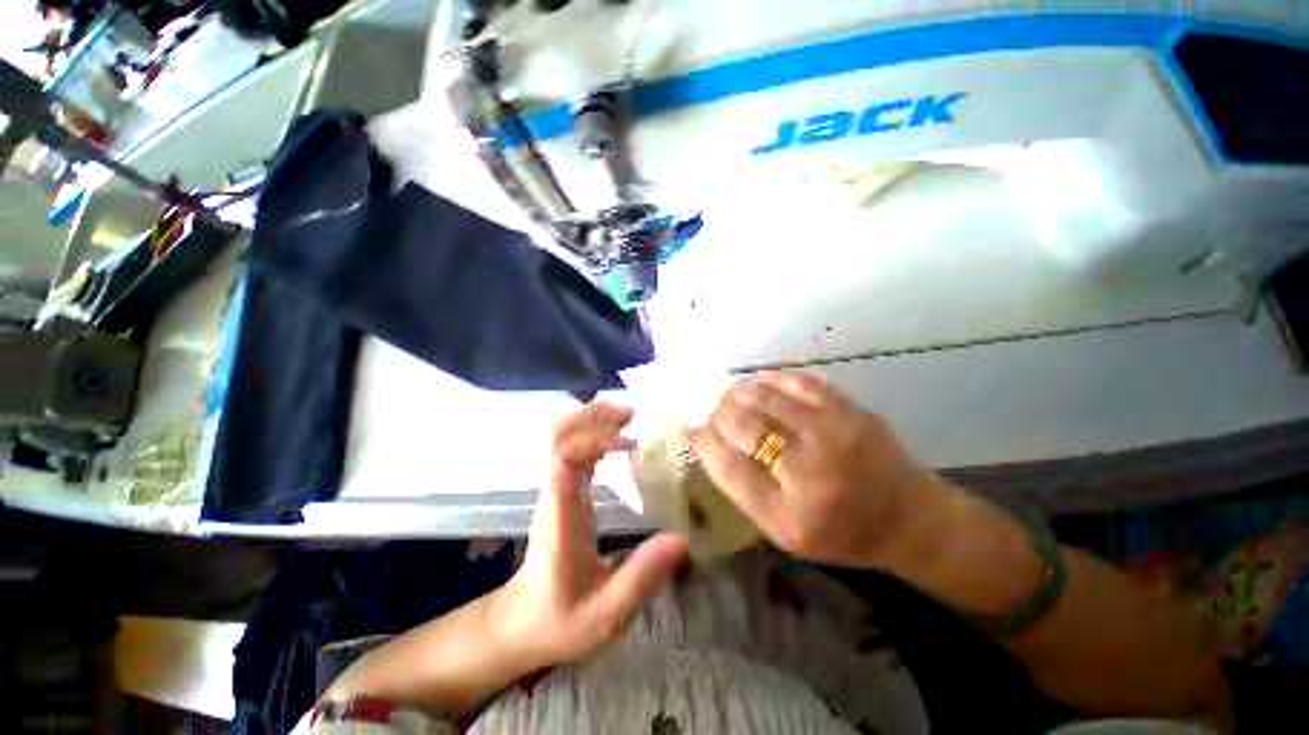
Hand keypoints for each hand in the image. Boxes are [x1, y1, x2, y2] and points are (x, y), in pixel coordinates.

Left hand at [494, 403, 688, 669]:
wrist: (522, 626)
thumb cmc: (561, 620)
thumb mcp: (606, 613)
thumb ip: (642, 578)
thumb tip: (682, 538)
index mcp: (560, 514)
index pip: (564, 457)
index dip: (593, 438)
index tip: (629, 440)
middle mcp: (555, 492)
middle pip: (560, 436)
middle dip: (593, 417)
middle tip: (632, 414)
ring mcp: (556, 489)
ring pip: (565, 438)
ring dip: (594, 421)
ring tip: (629, 417)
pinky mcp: (563, 491)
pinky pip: (575, 450)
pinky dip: (595, 435)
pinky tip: (620, 439)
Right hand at [692, 372, 934, 568]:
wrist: (910, 518)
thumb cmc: (839, 532)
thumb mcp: (784, 530)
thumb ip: (743, 489)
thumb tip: (707, 442)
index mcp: (790, 515)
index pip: (727, 466)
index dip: (703, 443)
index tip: (694, 432)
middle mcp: (811, 471)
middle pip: (743, 425)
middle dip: (718, 415)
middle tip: (714, 415)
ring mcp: (835, 434)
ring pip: (766, 397)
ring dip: (739, 394)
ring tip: (732, 398)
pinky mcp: (852, 410)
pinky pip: (799, 382)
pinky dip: (772, 381)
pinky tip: (762, 386)